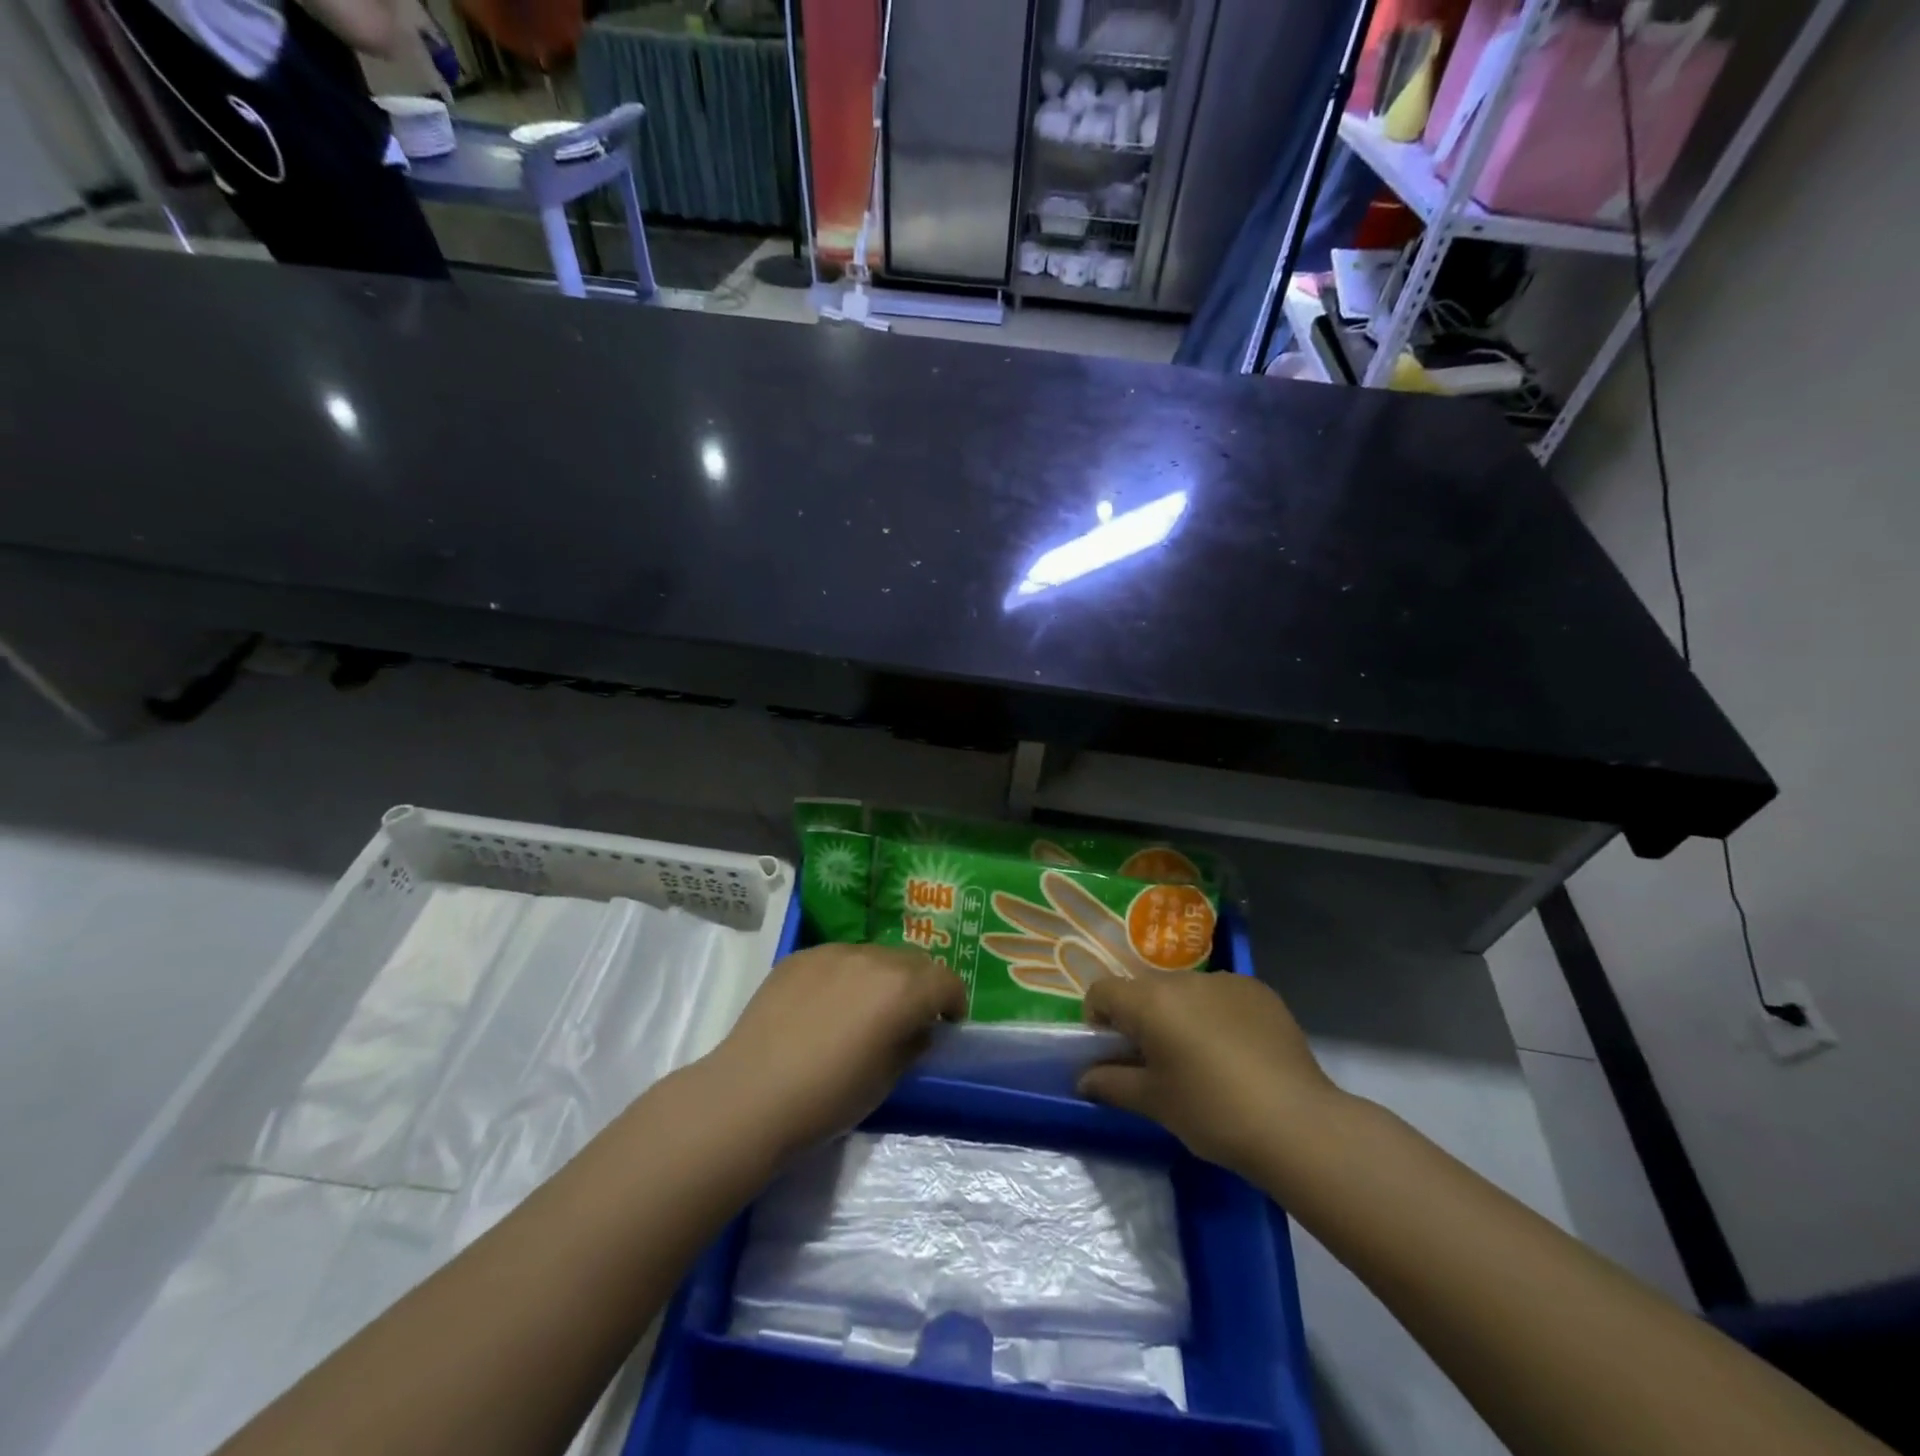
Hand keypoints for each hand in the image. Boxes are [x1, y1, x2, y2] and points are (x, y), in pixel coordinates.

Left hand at [702, 943, 966, 1158]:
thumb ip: (911, 1044)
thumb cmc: (828, 1098)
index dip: (953, 1002)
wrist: (751, 1095)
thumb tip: (916, 1028)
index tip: (947, 1023)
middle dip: (920, 985)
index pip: (946, 981)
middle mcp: (873, 958)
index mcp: (902, 989)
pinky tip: (824, 1007)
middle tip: (909, 1016)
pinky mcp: (799, 956)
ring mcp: (832, 952)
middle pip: (912, 961)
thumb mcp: (887, 1080)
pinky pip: (837, 959)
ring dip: (881, 977)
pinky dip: (844, 976)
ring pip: (874, 955)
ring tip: (863, 1009)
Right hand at [1078, 972, 1343, 1177]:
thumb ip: (1111, 1084)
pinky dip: (1217, 1015)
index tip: (1114, 1052)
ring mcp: (1225, 980)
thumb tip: (1084, 1078)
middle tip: (1158, 1061)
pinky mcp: (1259, 990)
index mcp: (1150, 1001)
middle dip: (1142, 1018)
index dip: (1098, 1019)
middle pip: (1145, 989)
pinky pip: (1221, 995)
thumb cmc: (1212, 1112)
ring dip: (1180, 1014)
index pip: (1103, 991)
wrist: (1297, 1124)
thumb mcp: (1154, 1103)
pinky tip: (1238, 1053)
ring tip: (1204, 1059)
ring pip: (1185, 991)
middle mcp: (1184, 979)